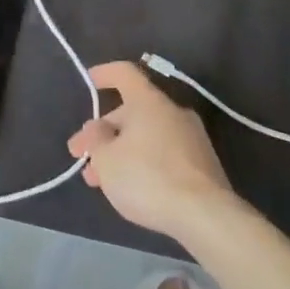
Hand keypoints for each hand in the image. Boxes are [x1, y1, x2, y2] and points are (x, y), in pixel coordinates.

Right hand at [67, 61, 234, 234]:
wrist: (206, 216)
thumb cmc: (148, 178)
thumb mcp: (106, 160)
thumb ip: (95, 140)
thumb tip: (98, 129)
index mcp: (148, 101)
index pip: (124, 73)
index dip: (104, 74)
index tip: (90, 80)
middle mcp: (173, 112)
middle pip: (133, 111)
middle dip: (105, 133)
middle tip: (83, 156)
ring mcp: (192, 138)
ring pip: (147, 136)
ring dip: (121, 152)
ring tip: (101, 180)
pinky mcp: (203, 164)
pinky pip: (165, 154)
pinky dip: (144, 163)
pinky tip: (131, 188)